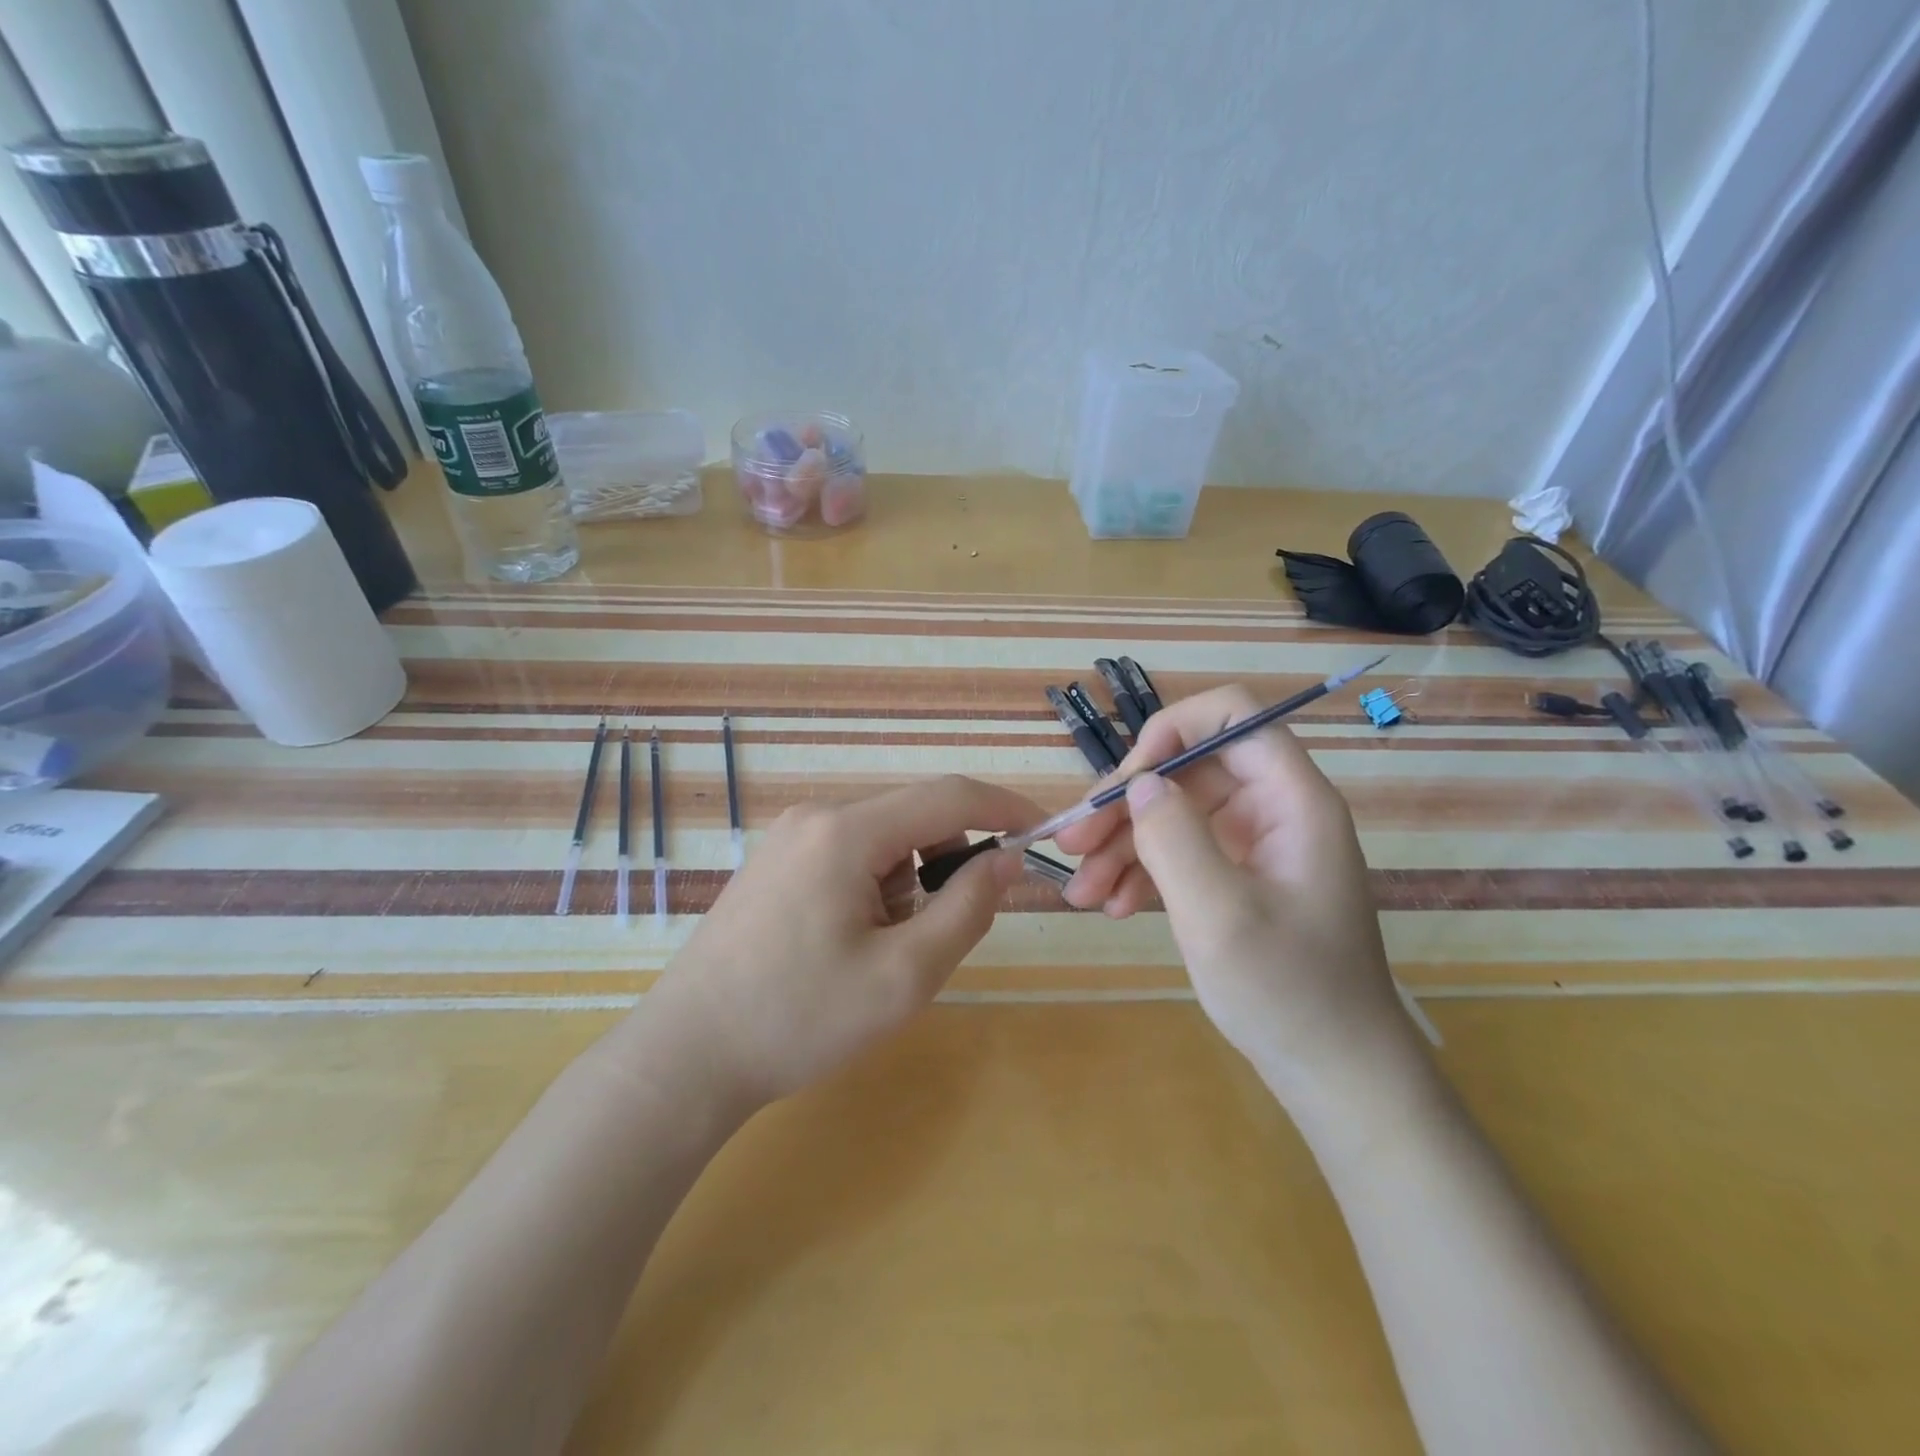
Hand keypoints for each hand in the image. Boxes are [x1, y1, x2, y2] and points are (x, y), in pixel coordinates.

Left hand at [657, 775, 1041, 1105]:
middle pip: (914, 818)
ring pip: (882, 841)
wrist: (687, 1056)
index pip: (949, 796)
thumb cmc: (800, 1018)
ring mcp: (788, 837)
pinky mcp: (774, 862)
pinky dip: (873, 889)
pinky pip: (849, 856)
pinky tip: (845, 944)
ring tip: (879, 952)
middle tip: (940, 932)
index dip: (1005, 807)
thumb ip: (968, 907)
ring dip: (906, 885)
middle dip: (946, 864)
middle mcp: (815, 817)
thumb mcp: (905, 974)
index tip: (1044, 832)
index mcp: (847, 831)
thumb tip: (1007, 857)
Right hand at [1054, 685, 1407, 1097]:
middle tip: (1074, 843)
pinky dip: (1142, 873)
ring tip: (1080, 892)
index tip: (1126, 780)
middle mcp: (1274, 810)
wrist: (1334, 1073)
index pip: (1233, 716)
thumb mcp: (1219, 914)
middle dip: (1127, 803)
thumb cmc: (1287, 992)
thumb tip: (1140, 785)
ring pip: (1175, 813)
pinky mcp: (1237, 878)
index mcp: (1291, 800)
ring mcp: (1255, 845)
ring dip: (1122, 845)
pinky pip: (1180, 852)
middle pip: (1189, 769)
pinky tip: (1112, 906)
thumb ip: (1174, 838)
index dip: (1173, 729)